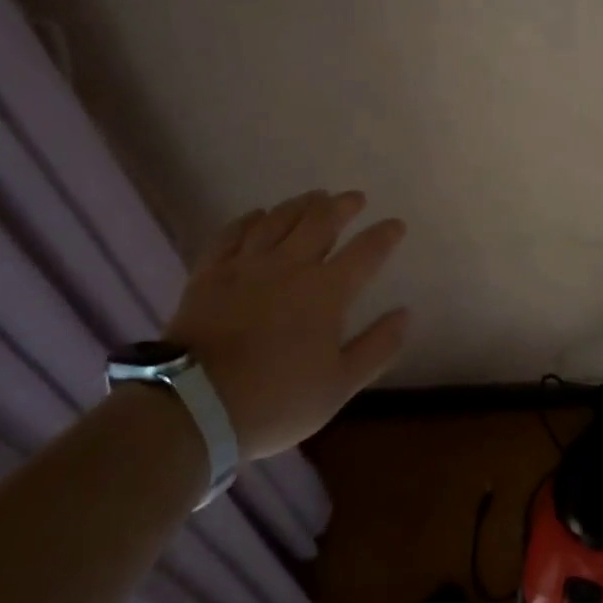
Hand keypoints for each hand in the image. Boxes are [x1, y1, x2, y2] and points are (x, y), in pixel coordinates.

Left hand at [165, 190, 407, 459]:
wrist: (196, 405)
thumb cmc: (276, 400)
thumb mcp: (339, 386)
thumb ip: (377, 347)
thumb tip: (406, 313)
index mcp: (326, 291)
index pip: (365, 252)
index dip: (384, 235)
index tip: (396, 224)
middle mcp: (289, 265)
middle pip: (320, 222)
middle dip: (342, 206)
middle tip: (354, 198)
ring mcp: (247, 265)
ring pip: (278, 219)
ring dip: (301, 204)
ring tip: (315, 196)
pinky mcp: (211, 272)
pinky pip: (232, 233)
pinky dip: (249, 219)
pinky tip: (258, 214)